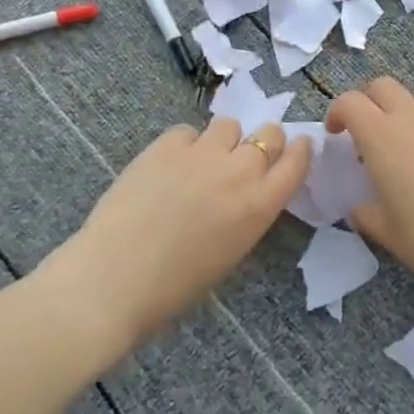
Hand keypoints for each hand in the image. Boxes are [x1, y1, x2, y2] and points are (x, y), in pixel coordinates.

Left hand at [46, 118, 311, 346]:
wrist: (113, 279)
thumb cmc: (174, 288)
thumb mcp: (230, 253)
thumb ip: (246, 214)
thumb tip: (244, 194)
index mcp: (260, 205)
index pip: (297, 161)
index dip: (299, 150)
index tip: (296, 148)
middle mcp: (239, 171)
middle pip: (269, 133)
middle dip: (262, 142)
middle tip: (242, 161)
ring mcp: (202, 152)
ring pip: (228, 126)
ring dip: (223, 141)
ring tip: (201, 163)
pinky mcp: (165, 144)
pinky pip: (187, 132)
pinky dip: (184, 145)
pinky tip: (167, 168)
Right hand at [325, 78, 413, 312]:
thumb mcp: (389, 235)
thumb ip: (366, 214)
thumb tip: (360, 207)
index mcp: (382, 138)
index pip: (350, 102)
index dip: (338, 112)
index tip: (337, 135)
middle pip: (383, 86)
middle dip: (370, 103)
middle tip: (371, 134)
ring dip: (408, 111)